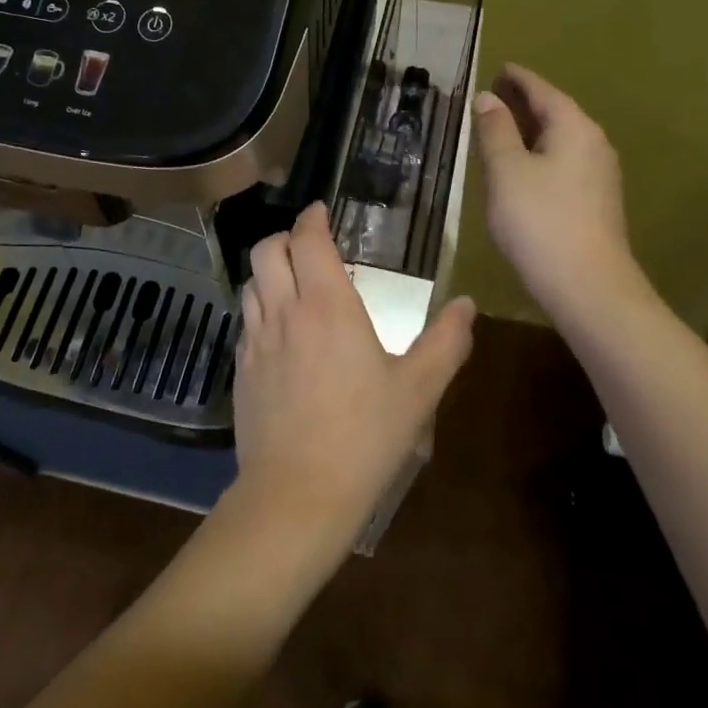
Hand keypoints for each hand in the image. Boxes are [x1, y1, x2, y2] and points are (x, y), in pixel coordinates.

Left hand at [234, 202, 475, 549]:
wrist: (296, 496)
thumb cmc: (363, 438)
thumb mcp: (418, 391)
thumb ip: (447, 342)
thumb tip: (466, 304)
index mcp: (327, 306)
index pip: (308, 239)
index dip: (312, 218)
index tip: (321, 211)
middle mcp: (284, 311)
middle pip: (267, 250)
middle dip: (286, 237)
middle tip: (310, 246)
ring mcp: (256, 341)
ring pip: (251, 282)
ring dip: (270, 271)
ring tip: (294, 284)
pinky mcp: (240, 370)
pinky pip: (246, 321)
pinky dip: (260, 308)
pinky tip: (281, 333)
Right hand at [473, 63, 656, 328]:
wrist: (588, 287)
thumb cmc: (540, 221)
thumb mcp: (506, 171)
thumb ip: (495, 130)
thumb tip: (489, 98)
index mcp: (574, 128)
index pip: (543, 91)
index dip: (518, 78)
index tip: (500, 67)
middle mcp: (593, 144)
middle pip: (556, 112)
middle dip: (525, 102)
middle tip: (495, 93)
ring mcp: (599, 174)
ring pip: (561, 139)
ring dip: (532, 129)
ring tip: (502, 126)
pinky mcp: (596, 201)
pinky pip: (564, 161)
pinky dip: (540, 153)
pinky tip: (522, 166)